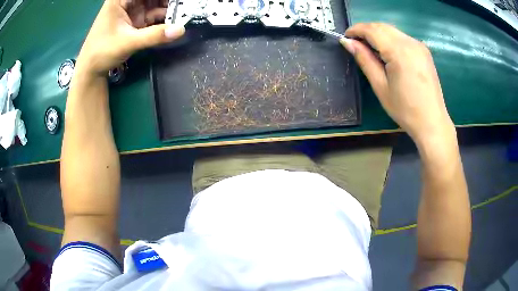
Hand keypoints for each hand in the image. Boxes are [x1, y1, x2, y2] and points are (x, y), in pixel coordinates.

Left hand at [76, 0, 184, 75]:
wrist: (91, 70)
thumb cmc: (102, 52)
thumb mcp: (127, 42)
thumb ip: (153, 36)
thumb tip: (180, 30)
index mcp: (120, 0)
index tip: (178, 1)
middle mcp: (127, 2)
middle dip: (167, 1)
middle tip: (185, 6)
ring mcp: (132, 11)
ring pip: (155, 3)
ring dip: (168, 8)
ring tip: (183, 13)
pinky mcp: (136, 21)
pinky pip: (154, 15)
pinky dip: (164, 18)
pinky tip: (175, 21)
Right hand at [340, 23, 454, 145]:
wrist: (432, 122)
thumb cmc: (405, 109)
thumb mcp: (380, 86)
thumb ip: (364, 60)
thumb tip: (347, 43)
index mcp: (399, 51)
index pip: (372, 30)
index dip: (356, 30)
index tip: (345, 38)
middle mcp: (410, 42)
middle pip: (382, 26)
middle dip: (366, 30)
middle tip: (355, 43)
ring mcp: (419, 45)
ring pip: (392, 30)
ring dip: (378, 34)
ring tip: (370, 49)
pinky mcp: (424, 51)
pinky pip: (402, 37)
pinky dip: (390, 39)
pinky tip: (387, 53)